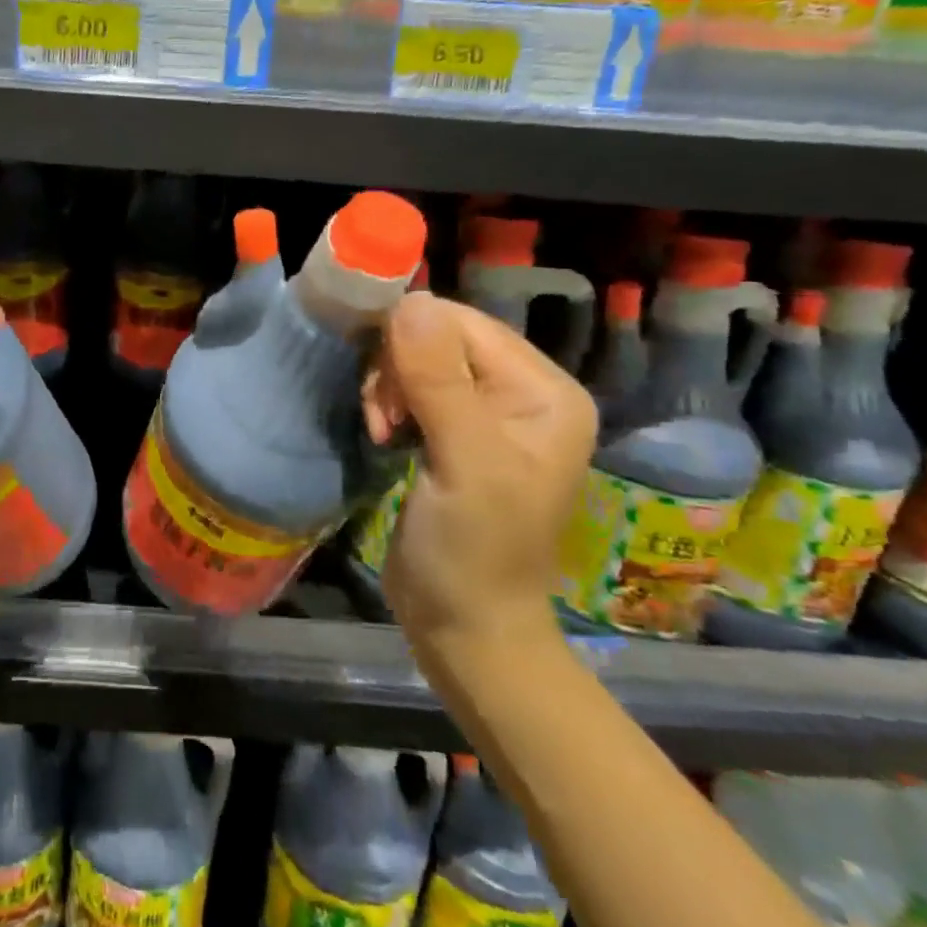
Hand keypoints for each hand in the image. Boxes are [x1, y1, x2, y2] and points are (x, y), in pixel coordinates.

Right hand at [364, 293, 596, 666]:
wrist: (464, 626)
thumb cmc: (475, 551)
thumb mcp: (465, 465)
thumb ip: (439, 381)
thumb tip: (409, 301)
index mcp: (544, 392)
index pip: (464, 324)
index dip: (411, 342)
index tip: (385, 395)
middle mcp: (521, 391)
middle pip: (438, 336)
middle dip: (397, 368)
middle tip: (383, 420)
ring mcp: (487, 411)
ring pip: (417, 358)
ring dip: (387, 387)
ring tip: (382, 431)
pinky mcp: (454, 429)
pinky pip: (411, 385)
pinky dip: (388, 401)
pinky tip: (384, 434)